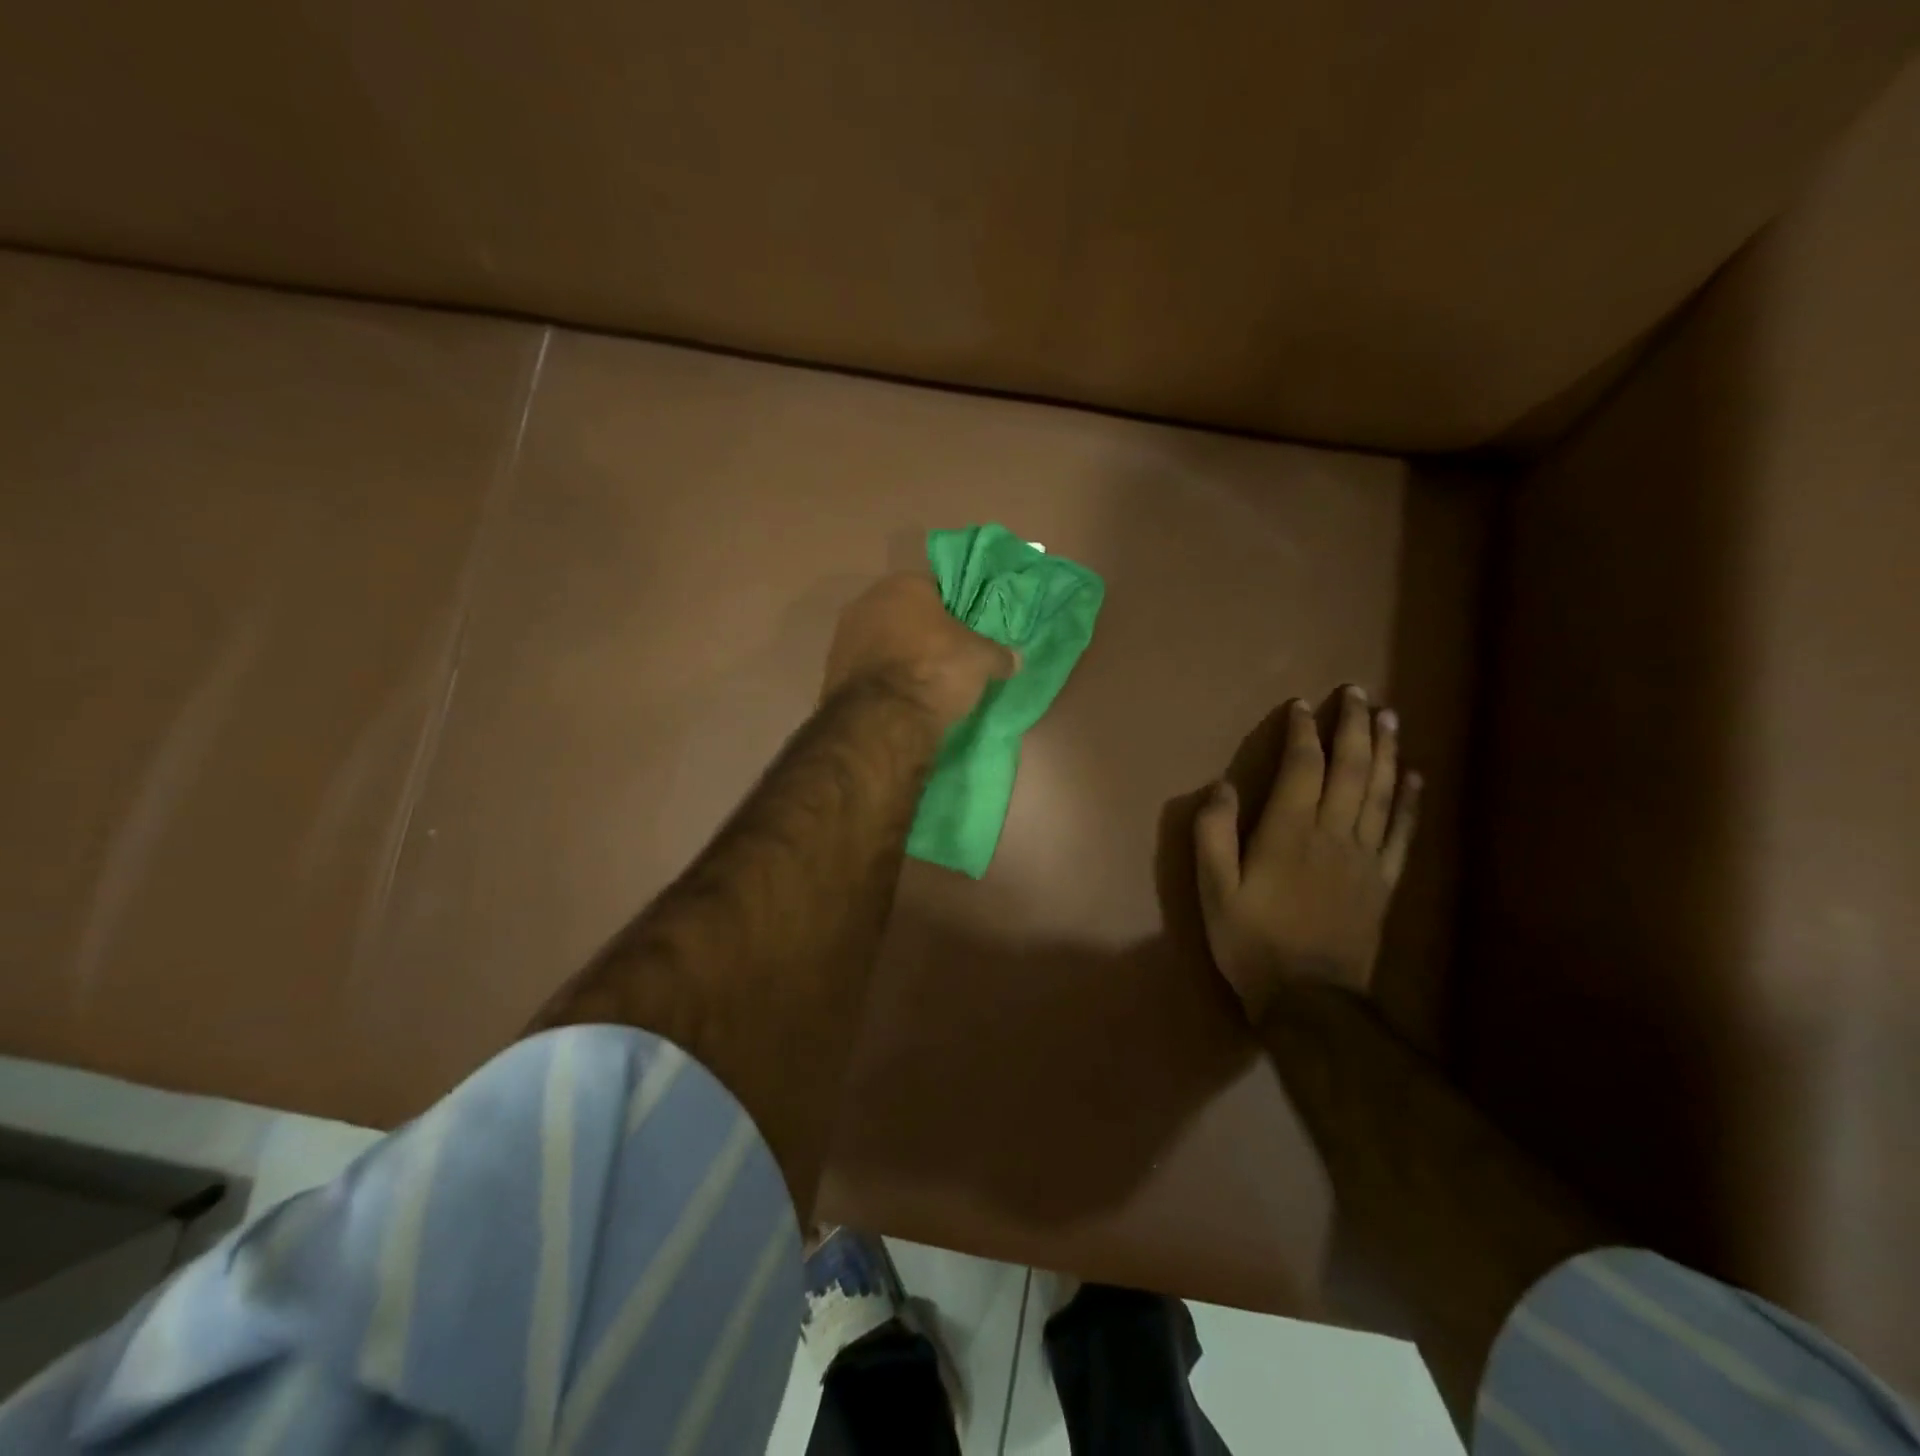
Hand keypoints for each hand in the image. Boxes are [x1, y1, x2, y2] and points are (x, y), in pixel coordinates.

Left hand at [823, 573, 1018, 728]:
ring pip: (886, 643)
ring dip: (904, 658)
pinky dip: (886, 681)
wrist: (882, 721)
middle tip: (954, 658)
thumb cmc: (935, 671)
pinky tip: (905, 699)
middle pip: (907, 615)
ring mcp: (844, 638)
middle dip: (928, 634)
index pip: (937, 587)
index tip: (971, 631)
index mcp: (902, 584)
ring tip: (930, 683)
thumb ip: (999, 653)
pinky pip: (871, 671)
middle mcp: (867, 602)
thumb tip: (1013, 659)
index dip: (958, 609)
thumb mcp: (982, 659)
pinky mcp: (833, 673)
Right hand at [1193, 688, 1420, 1019]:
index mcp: (1289, 833)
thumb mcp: (1213, 890)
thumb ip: (1213, 835)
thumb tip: (1223, 787)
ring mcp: (1365, 857)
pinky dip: (1410, 800)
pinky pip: (1402, 831)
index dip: (1304, 732)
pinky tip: (1414, 776)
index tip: (1303, 705)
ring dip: (1386, 750)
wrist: (1309, 999)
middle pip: (1351, 768)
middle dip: (1354, 726)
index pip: (1303, 768)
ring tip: (1389, 716)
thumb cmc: (1252, 940)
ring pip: (1381, 791)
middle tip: (1357, 693)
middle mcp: (1333, 833)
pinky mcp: (1384, 881)